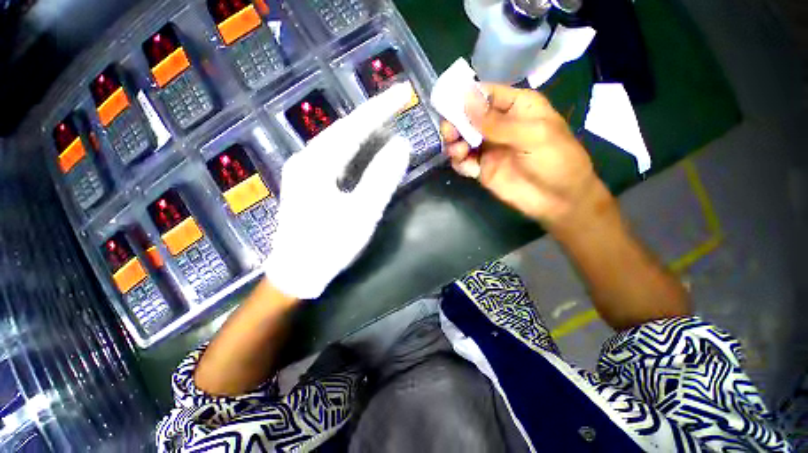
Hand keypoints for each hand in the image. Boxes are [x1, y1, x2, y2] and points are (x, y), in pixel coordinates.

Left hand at [264, 83, 412, 299]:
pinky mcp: (309, 182)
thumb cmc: (329, 246)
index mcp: (317, 164)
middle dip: (371, 115)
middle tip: (396, 103)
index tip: (401, 94)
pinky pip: (335, 157)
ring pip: (338, 142)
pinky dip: (354, 149)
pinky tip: (365, 147)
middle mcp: (306, 159)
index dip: (379, 109)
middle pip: (343, 129)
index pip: (353, 127)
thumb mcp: (362, 213)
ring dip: (363, 130)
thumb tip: (401, 145)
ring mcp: (305, 170)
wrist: (297, 272)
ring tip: (385, 120)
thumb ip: (381, 177)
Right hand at [441, 84, 602, 229]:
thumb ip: (496, 122)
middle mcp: (498, 125)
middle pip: (468, 116)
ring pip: (462, 139)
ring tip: (457, 151)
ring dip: (454, 143)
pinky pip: (463, 161)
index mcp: (516, 107)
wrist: (558, 200)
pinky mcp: (482, 168)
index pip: (485, 94)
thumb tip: (465, 98)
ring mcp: (488, 148)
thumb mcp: (532, 135)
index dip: (466, 97)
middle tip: (449, 133)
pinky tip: (465, 166)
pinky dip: (459, 162)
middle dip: (455, 122)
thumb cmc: (556, 160)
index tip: (448, 105)